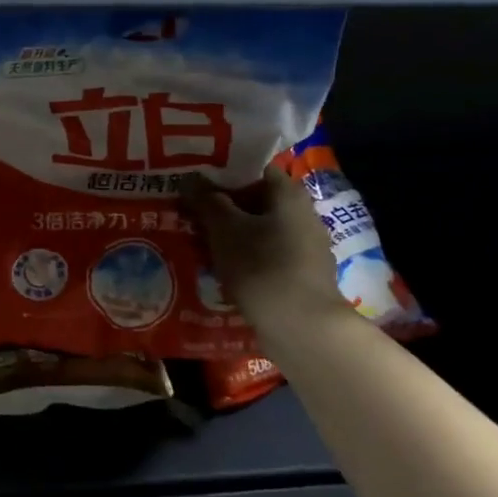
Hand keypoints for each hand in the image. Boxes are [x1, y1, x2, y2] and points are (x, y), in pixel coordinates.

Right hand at [182, 165, 352, 339]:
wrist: (301, 326)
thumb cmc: (261, 265)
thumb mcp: (224, 229)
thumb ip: (207, 201)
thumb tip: (190, 179)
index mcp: (289, 194)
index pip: (255, 169)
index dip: (225, 173)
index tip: (197, 182)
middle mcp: (304, 215)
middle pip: (258, 201)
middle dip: (225, 206)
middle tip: (192, 212)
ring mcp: (307, 247)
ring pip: (262, 230)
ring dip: (234, 234)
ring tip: (201, 242)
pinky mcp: (303, 276)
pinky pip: (268, 256)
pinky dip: (246, 257)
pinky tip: (223, 268)